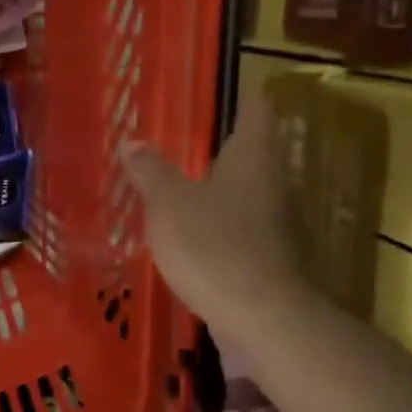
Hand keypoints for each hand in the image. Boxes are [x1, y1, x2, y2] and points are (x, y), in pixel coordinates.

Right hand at [120, 92, 307, 329]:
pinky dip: (220, 226)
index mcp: (253, 158)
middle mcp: (274, 182)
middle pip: (253, 153)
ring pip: (247, 192)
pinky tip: (193, 237)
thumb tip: (133, 142)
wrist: (260, 317)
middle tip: (182, 143)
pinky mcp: (271, 257)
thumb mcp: (168, 205)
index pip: (256, 110)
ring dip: (219, 189)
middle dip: (221, 147)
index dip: (241, 97)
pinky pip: (242, 228)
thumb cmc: (212, 246)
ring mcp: (278, 222)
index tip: (216, 93)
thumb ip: (150, 172)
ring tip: (180, 189)